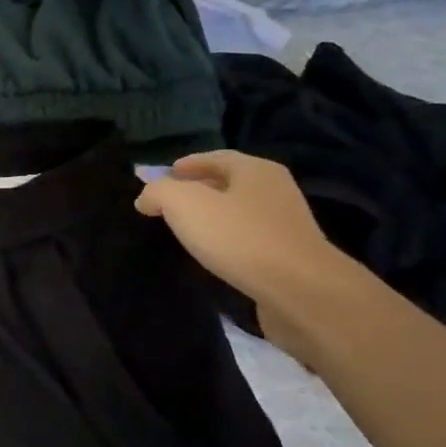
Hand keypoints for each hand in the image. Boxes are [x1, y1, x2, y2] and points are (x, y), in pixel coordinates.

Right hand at [135, 151, 356, 363]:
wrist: (298, 290)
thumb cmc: (238, 237)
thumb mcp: (184, 204)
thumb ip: (159, 192)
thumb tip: (147, 197)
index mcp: (255, 170)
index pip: (216, 157)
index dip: (187, 164)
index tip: (162, 176)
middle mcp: (275, 190)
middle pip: (229, 183)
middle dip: (198, 189)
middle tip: (168, 203)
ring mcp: (286, 224)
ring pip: (239, 212)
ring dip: (212, 217)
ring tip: (185, 230)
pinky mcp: (288, 256)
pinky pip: (248, 239)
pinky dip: (226, 240)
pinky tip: (211, 254)